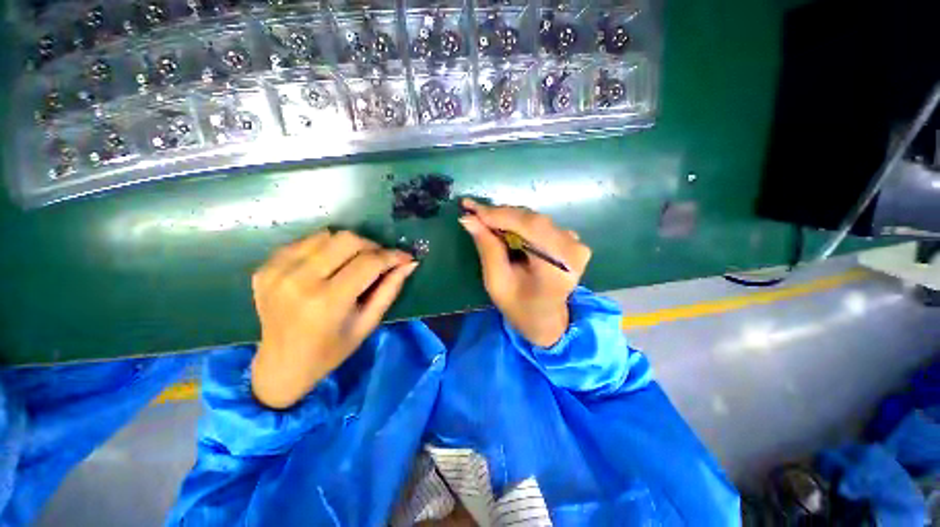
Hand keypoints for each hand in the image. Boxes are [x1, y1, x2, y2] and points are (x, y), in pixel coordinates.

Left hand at [250, 230, 417, 408]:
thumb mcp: (368, 323)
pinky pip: (305, 242)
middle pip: (347, 240)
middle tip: (379, 260)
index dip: (392, 256)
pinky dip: (325, 248)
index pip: (368, 263)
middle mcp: (298, 280)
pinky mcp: (265, 268)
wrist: (281, 365)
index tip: (406, 257)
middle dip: (371, 246)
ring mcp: (276, 271)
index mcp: (327, 301)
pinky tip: (329, 265)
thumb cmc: (331, 351)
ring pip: (327, 235)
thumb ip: (390, 289)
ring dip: (348, 246)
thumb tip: (409, 263)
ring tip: (354, 263)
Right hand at [459, 198, 590, 346]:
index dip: (498, 215)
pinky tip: (505, 228)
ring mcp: (576, 244)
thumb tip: (469, 219)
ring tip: (486, 219)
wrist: (547, 321)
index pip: (528, 227)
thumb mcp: (497, 283)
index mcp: (558, 266)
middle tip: (473, 211)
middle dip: (500, 214)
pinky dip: (520, 223)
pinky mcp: (573, 242)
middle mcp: (573, 249)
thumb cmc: (520, 308)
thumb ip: (487, 248)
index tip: (470, 207)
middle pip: (533, 219)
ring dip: (509, 217)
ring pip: (536, 219)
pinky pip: (542, 224)